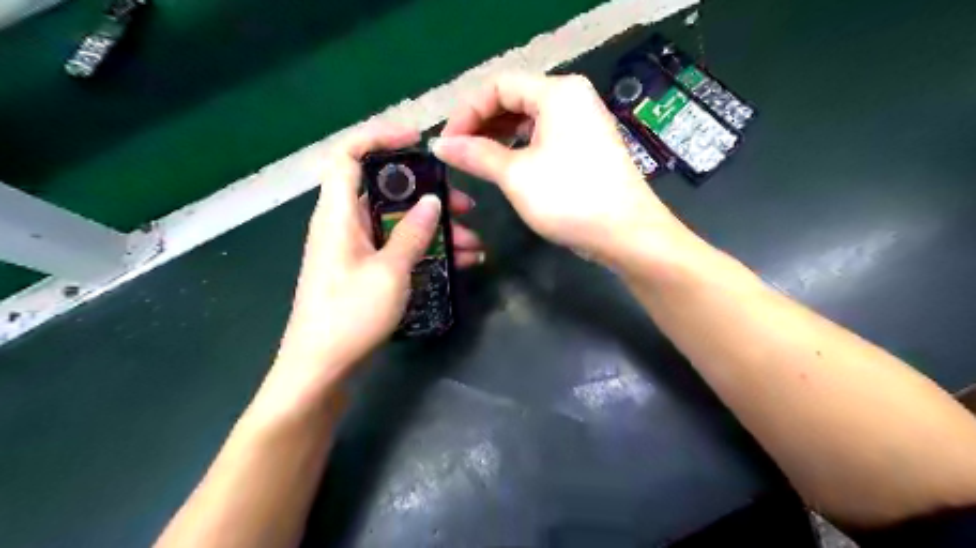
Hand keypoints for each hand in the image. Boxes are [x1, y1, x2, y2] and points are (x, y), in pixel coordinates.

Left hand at [264, 123, 484, 410]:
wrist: (321, 369)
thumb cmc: (349, 316)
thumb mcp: (389, 271)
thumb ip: (413, 233)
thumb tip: (432, 201)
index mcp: (338, 214)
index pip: (349, 155)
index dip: (380, 138)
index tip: (418, 140)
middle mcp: (345, 225)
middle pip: (387, 192)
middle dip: (429, 195)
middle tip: (465, 205)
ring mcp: (357, 250)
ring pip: (399, 224)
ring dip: (436, 229)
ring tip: (474, 243)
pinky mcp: (366, 272)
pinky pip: (399, 249)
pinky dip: (426, 251)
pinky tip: (461, 263)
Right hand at [429, 73, 679, 260]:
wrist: (626, 234)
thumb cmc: (570, 198)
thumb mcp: (516, 175)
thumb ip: (476, 154)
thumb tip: (439, 145)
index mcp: (557, 92)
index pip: (498, 86)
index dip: (467, 112)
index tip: (447, 143)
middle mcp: (572, 99)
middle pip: (514, 99)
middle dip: (482, 124)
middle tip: (458, 153)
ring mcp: (582, 123)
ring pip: (528, 120)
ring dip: (499, 137)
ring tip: (476, 161)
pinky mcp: (586, 146)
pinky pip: (544, 137)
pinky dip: (520, 148)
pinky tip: (505, 166)